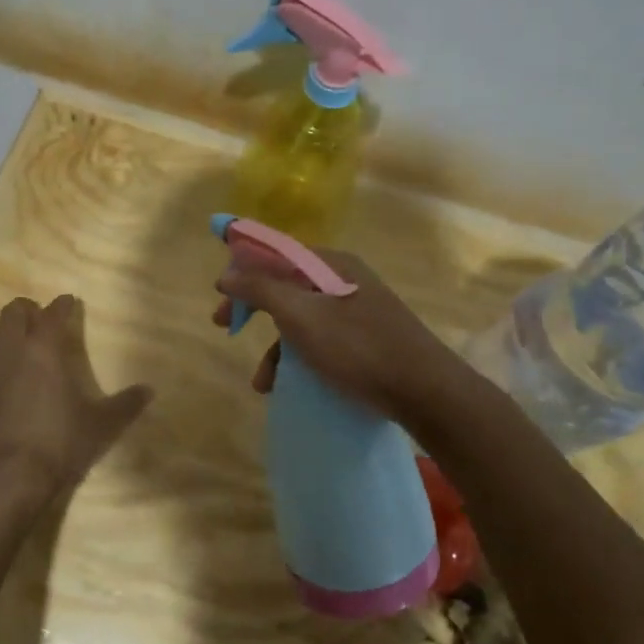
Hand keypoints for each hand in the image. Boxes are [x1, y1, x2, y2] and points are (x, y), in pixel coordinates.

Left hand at [0, 294, 152, 522]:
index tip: (69, 302)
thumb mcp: (100, 425)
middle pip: (12, 313)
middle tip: (38, 319)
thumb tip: (150, 390)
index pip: (53, 314)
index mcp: (44, 349)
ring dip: (1, 332)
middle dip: (27, 310)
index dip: (63, 305)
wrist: (3, 476)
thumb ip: (125, 405)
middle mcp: (10, 351)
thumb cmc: (57, 442)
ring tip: (12, 342)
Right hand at [213, 250, 460, 421]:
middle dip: (253, 309)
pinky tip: (289, 386)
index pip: (276, 253)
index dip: (242, 269)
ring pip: (302, 318)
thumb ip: (261, 290)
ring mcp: (357, 310)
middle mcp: (344, 280)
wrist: (425, 390)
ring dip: (276, 347)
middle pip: (286, 285)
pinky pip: (320, 339)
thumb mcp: (302, 316)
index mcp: (331, 264)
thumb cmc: (358, 348)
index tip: (219, 295)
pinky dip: (299, 359)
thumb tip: (227, 272)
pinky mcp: (365, 339)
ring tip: (262, 382)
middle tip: (225, 327)